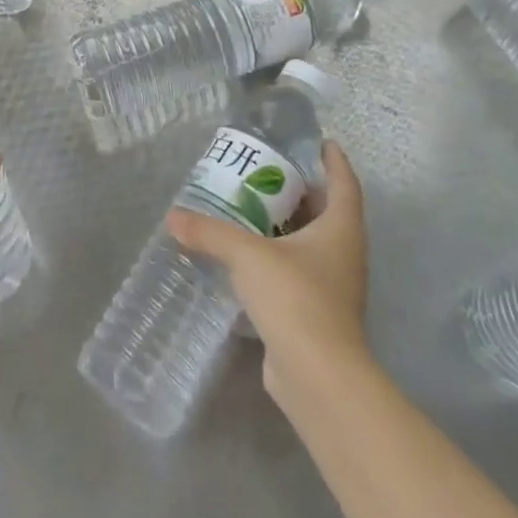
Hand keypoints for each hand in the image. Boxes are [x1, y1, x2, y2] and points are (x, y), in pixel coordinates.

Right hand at [166, 140, 370, 399]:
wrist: (317, 376)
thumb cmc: (295, 297)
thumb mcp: (247, 255)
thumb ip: (210, 233)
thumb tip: (172, 217)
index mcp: (340, 229)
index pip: (344, 183)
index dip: (334, 161)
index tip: (322, 142)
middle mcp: (344, 254)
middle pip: (328, 213)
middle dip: (302, 192)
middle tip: (269, 174)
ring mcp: (334, 287)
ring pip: (312, 245)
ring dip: (287, 227)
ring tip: (251, 210)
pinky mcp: (317, 314)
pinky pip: (298, 273)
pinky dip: (278, 259)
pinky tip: (248, 258)